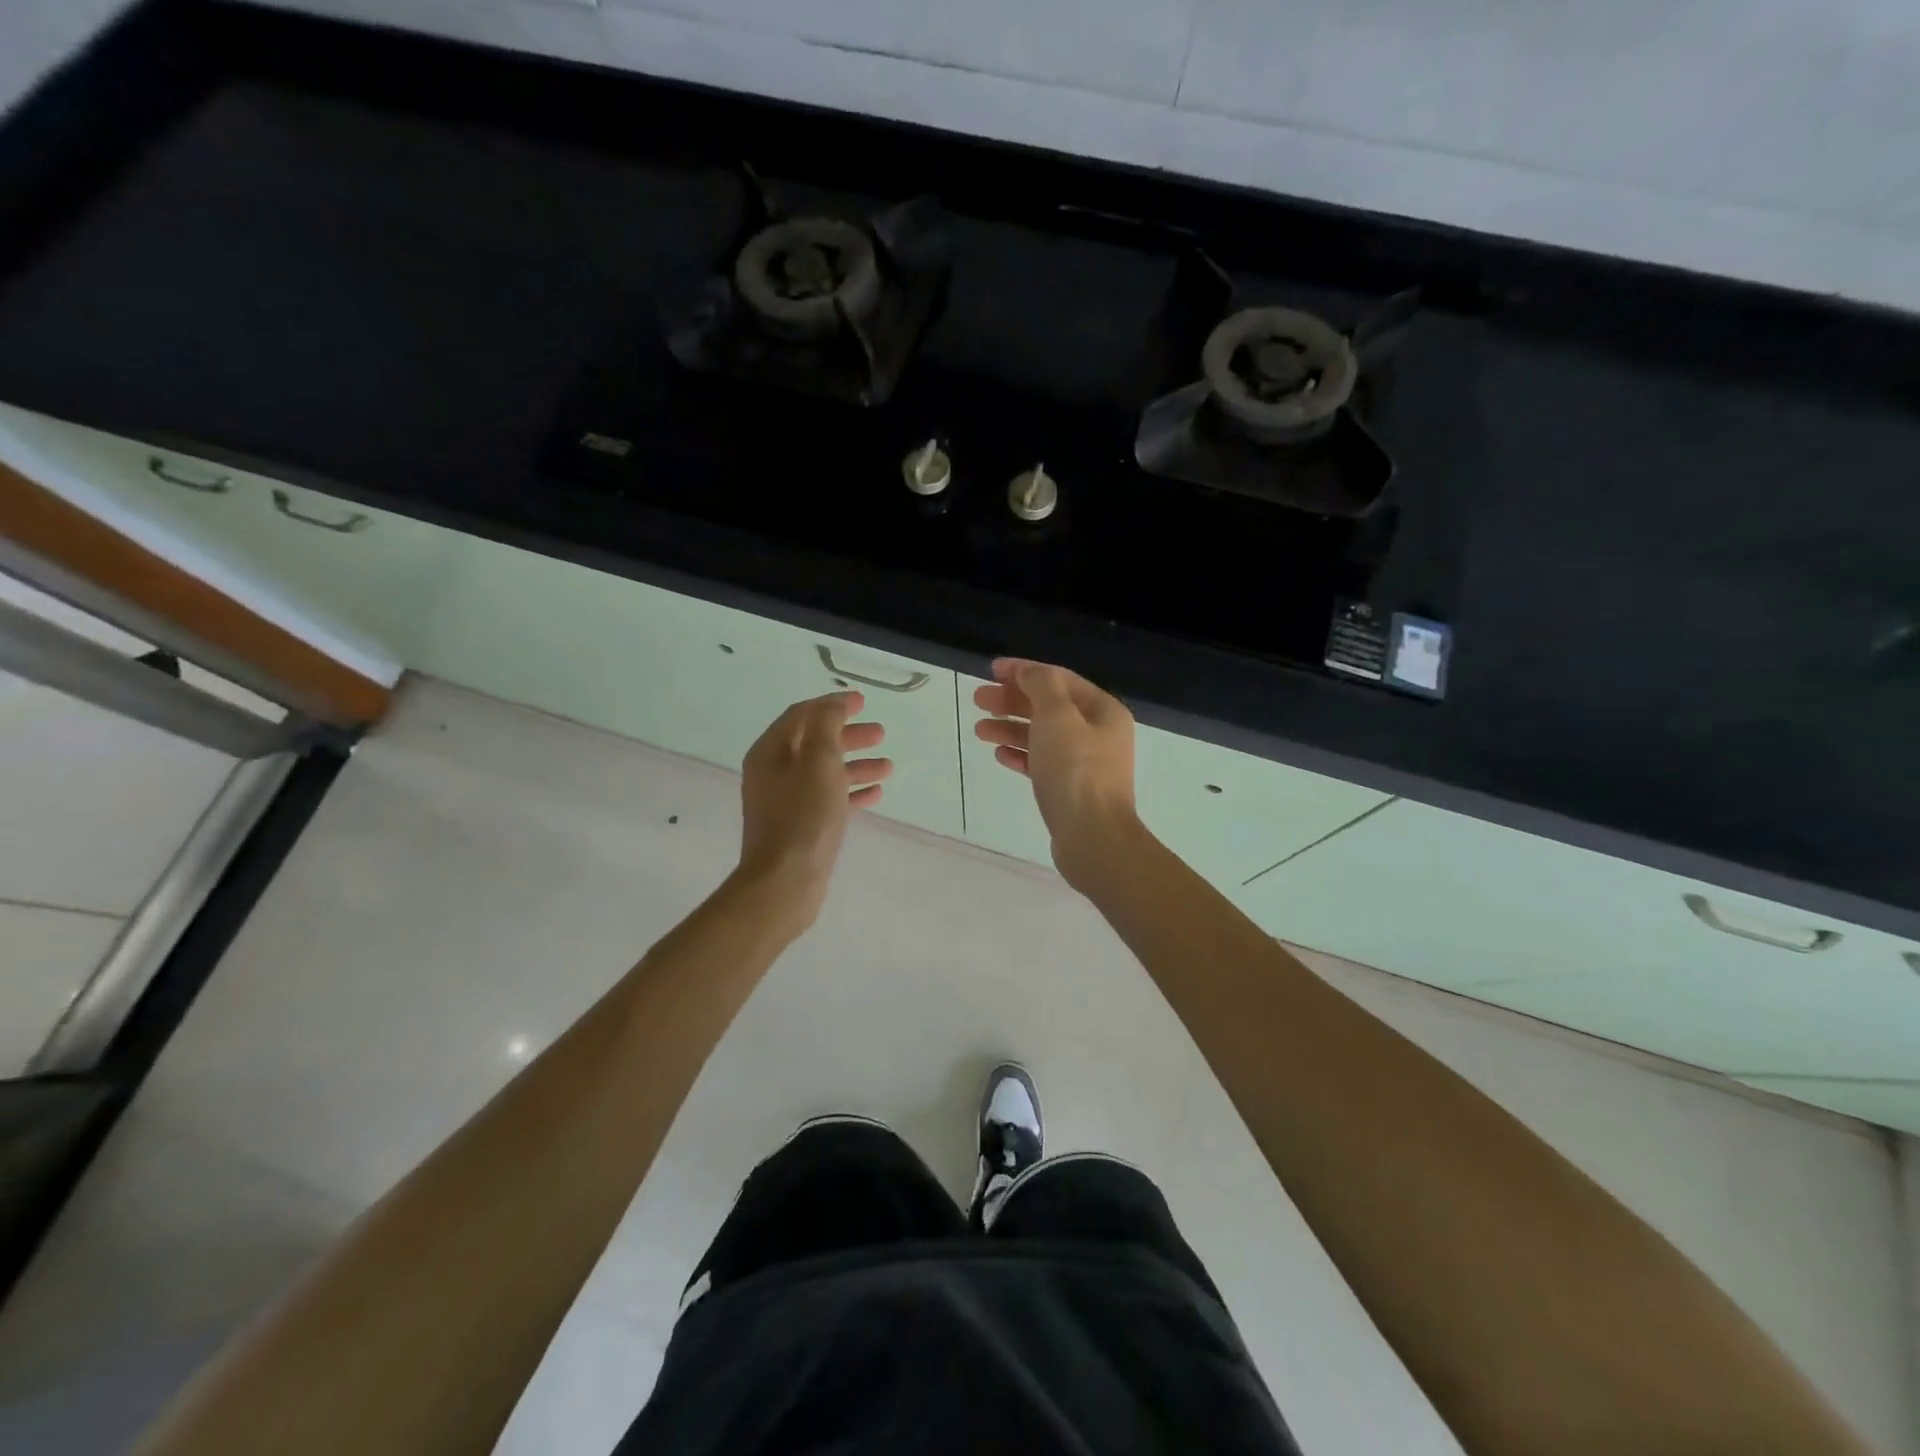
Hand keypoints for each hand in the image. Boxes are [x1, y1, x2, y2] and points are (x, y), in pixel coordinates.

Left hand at [736, 692, 890, 929]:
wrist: (784, 882)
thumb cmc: (803, 817)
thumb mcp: (819, 762)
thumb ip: (826, 726)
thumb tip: (834, 705)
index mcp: (770, 752)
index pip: (801, 715)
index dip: (831, 705)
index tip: (862, 701)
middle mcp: (773, 773)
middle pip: (815, 743)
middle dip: (848, 735)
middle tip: (881, 734)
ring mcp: (785, 802)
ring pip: (825, 772)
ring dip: (855, 765)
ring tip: (888, 767)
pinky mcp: (799, 827)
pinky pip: (828, 799)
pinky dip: (851, 792)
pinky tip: (875, 794)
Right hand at [973, 658, 1140, 887]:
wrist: (1093, 838)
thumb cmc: (1075, 771)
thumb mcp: (1057, 717)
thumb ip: (1041, 686)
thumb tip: (1028, 672)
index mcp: (1103, 711)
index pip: (1058, 679)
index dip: (1024, 671)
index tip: (990, 670)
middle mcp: (1098, 733)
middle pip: (1049, 707)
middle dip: (1012, 701)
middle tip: (977, 700)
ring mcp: (1086, 764)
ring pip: (1042, 735)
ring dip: (1011, 728)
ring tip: (979, 730)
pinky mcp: (1072, 790)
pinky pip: (1042, 763)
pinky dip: (1021, 754)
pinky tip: (1000, 755)